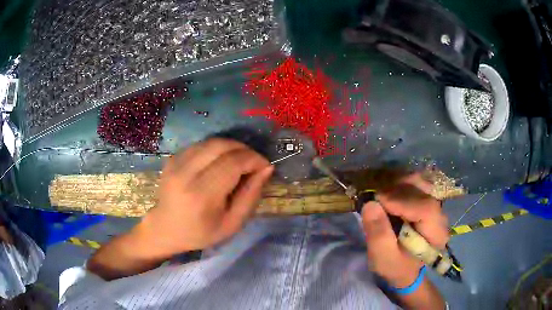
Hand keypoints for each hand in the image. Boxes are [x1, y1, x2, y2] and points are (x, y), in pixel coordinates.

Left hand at [138, 138, 273, 256]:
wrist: (167, 229)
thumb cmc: (201, 232)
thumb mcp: (233, 223)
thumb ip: (251, 195)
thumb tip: (266, 168)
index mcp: (201, 195)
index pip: (233, 163)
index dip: (254, 159)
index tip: (264, 166)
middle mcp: (186, 173)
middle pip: (222, 145)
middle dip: (244, 149)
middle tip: (254, 162)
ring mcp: (176, 163)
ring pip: (211, 141)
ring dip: (231, 147)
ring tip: (240, 161)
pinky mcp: (172, 158)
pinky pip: (200, 145)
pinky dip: (216, 149)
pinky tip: (220, 161)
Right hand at [361, 174, 449, 287]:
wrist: (405, 267)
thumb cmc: (395, 266)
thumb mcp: (383, 258)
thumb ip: (378, 235)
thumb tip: (370, 204)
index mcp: (436, 235)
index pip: (426, 209)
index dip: (402, 201)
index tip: (377, 199)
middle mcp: (441, 215)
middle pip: (423, 192)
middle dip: (397, 190)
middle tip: (374, 196)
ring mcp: (435, 205)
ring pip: (420, 182)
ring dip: (397, 184)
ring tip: (380, 194)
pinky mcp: (427, 199)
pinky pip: (416, 182)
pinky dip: (400, 183)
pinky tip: (387, 191)